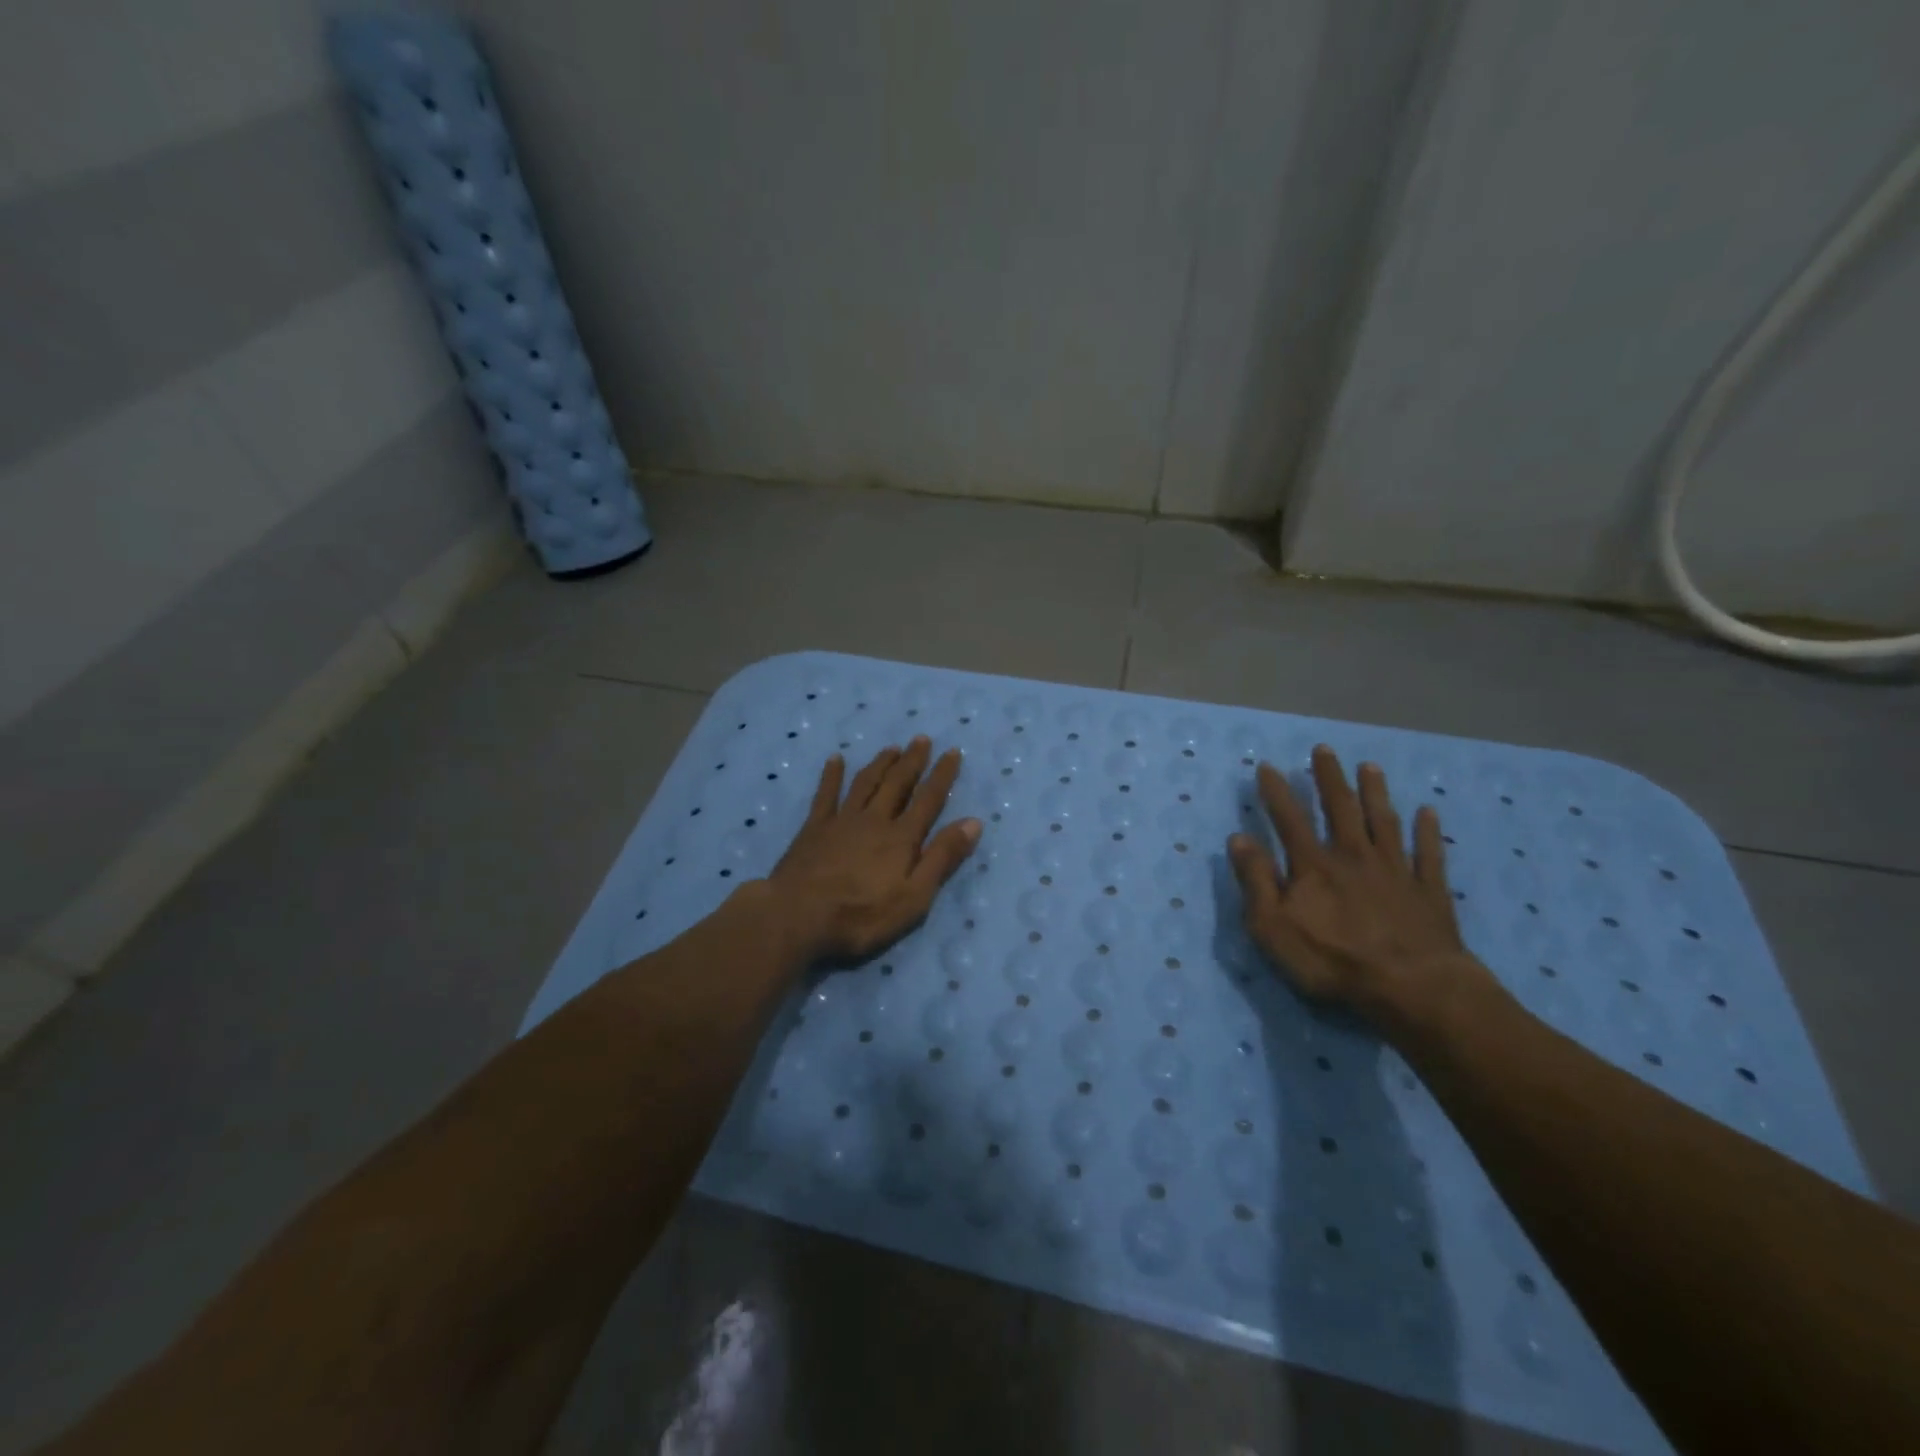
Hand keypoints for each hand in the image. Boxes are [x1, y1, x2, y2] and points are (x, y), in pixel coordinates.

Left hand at [762, 737, 981, 963]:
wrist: (797, 916)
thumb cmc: (861, 915)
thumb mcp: (914, 897)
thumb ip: (942, 858)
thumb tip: (973, 822)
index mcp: (902, 838)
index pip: (928, 799)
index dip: (942, 775)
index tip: (953, 752)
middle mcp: (874, 820)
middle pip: (897, 783)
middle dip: (912, 761)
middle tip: (921, 739)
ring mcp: (842, 820)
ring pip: (866, 783)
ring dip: (880, 764)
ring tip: (891, 748)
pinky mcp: (814, 828)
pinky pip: (826, 794)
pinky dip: (832, 775)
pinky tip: (835, 759)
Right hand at [1226, 745, 1493, 1027]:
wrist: (1411, 987)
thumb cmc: (1332, 960)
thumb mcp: (1272, 927)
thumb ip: (1255, 881)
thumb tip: (1239, 838)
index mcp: (1314, 866)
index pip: (1289, 819)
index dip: (1276, 792)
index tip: (1268, 766)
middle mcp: (1354, 856)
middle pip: (1341, 809)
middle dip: (1329, 778)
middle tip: (1324, 750)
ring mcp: (1396, 871)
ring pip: (1384, 822)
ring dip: (1375, 793)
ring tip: (1370, 767)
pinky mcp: (1429, 891)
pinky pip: (1429, 854)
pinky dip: (1428, 832)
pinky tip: (1428, 813)